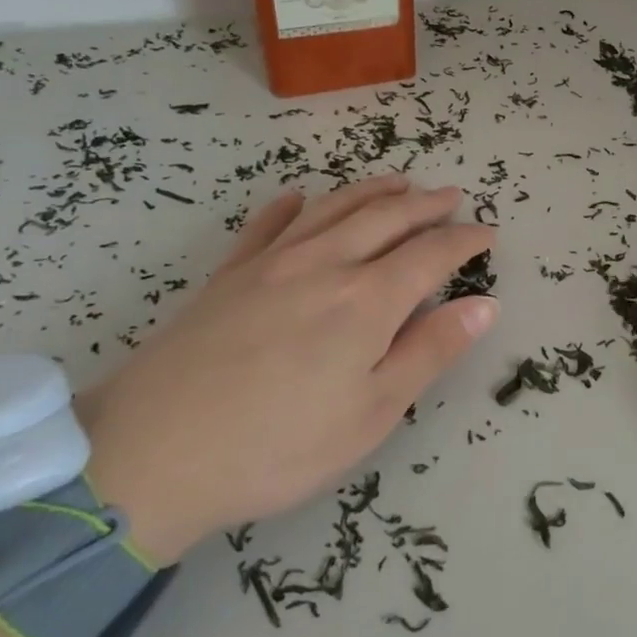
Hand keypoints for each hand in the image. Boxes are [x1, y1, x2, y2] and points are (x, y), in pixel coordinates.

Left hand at [83, 175, 496, 563]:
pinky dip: (290, 207)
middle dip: (424, 204)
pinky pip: (266, 226)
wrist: (149, 455)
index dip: (464, 240)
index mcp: (366, 300)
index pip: (430, 254)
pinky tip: (298, 199)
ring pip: (332, 209)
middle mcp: (323, 265)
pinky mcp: (228, 276)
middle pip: (385, 218)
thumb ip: (430, 351)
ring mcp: (270, 264)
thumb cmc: (278, 445)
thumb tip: (484, 304)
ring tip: (398, 182)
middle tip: (451, 196)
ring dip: (371, 191)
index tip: (487, 232)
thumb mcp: (372, 413)